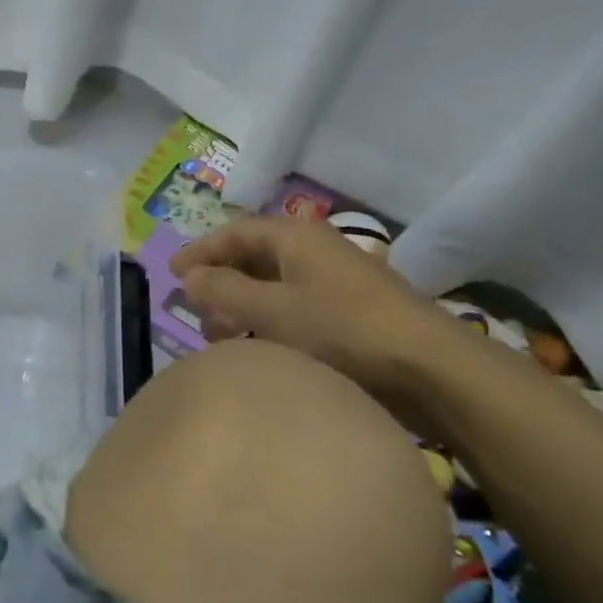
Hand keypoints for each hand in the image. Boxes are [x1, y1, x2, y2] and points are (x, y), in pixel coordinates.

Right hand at [171, 215, 468, 399]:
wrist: (431, 369)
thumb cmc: (341, 329)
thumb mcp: (270, 309)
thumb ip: (222, 290)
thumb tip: (189, 276)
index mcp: (294, 237)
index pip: (234, 232)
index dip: (200, 251)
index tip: (170, 274)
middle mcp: (314, 251)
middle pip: (253, 258)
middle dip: (219, 283)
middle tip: (196, 313)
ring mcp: (336, 281)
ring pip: (273, 286)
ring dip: (242, 307)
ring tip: (223, 339)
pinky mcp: (350, 312)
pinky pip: (294, 307)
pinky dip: (268, 322)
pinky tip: (262, 349)